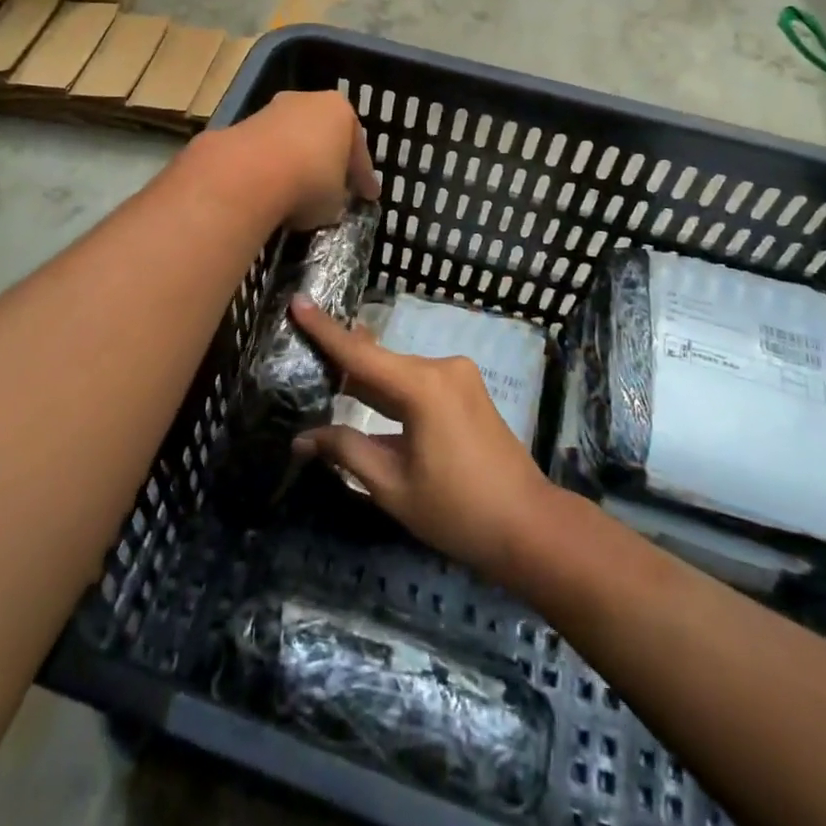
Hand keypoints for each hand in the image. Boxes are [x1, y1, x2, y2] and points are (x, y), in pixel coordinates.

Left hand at [216, 91, 379, 230]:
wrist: (248, 175)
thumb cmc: (310, 181)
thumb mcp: (336, 200)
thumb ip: (337, 196)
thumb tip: (328, 201)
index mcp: (340, 110)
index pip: (358, 149)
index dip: (363, 177)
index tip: (368, 196)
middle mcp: (306, 101)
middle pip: (323, 136)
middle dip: (327, 161)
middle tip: (334, 188)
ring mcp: (270, 110)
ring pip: (291, 141)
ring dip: (295, 163)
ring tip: (297, 192)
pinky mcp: (240, 126)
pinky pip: (265, 152)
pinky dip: (269, 169)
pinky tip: (270, 191)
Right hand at [289, 298, 557, 580]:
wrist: (528, 525)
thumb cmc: (457, 511)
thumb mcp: (392, 485)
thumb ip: (346, 451)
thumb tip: (303, 438)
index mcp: (422, 386)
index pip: (359, 354)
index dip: (324, 329)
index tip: (297, 300)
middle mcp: (441, 368)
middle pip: (378, 360)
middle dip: (340, 359)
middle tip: (299, 352)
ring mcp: (458, 376)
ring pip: (397, 372)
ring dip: (366, 378)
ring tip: (323, 373)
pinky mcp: (466, 389)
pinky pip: (417, 381)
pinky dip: (390, 389)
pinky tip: (364, 393)